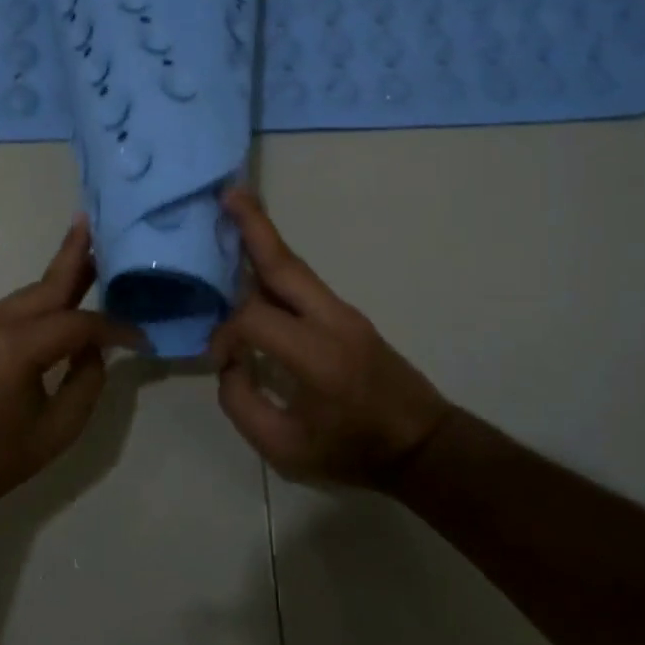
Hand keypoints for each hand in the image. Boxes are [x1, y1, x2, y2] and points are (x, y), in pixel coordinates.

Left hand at [0, 216, 142, 506]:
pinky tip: (60, 303)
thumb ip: (86, 382)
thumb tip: (93, 348)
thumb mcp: (56, 431)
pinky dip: (42, 301)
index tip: (142, 337)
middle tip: (100, 224)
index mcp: (18, 347)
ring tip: (92, 258)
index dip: (115, 328)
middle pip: (49, 283)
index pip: (80, 323)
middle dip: (77, 254)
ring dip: (61, 278)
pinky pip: (14, 308)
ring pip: (31, 293)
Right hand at [209, 189, 451, 486]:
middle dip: (254, 225)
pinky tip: (256, 261)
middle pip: (284, 264)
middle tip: (226, 192)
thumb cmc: (353, 452)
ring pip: (296, 267)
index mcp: (316, 356)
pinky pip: (305, 283)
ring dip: (264, 237)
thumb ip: (242, 405)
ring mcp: (344, 312)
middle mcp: (331, 321)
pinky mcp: (349, 315)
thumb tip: (230, 363)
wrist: (423, 445)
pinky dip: (276, 264)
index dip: (225, 335)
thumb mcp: (285, 450)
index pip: (254, 319)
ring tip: (236, 207)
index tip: (221, 362)